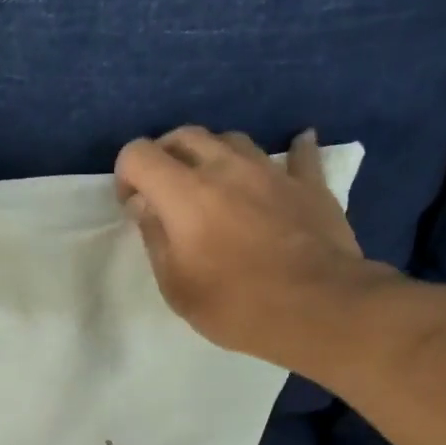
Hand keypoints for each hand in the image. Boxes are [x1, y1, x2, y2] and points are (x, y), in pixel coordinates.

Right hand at [115, 126, 399, 369]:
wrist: (319, 308)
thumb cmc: (236, 306)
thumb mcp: (176, 287)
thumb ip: (155, 237)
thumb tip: (144, 204)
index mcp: (185, 193)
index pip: (139, 154)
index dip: (126, 175)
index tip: (133, 206)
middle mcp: (225, 168)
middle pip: (185, 136)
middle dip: (165, 157)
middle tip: (166, 193)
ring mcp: (271, 171)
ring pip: (233, 139)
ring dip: (214, 155)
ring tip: (216, 186)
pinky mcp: (310, 184)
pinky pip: (298, 155)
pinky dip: (289, 153)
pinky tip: (294, 150)